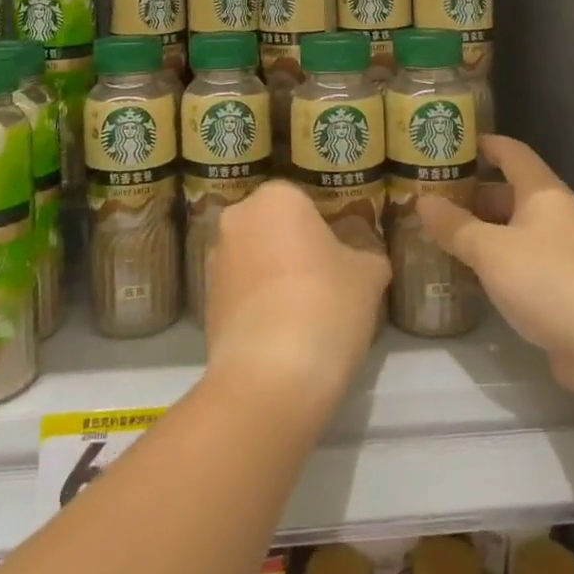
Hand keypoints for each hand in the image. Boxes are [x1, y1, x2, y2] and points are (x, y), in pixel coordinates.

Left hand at [206, 180, 391, 411]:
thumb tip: (363, 259)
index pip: (306, 203)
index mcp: (276, 197)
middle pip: (275, 229)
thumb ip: (367, 255)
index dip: (327, 231)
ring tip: (306, 315)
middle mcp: (237, 218)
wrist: (271, 376)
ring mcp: (215, 261)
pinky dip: (259, 307)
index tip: (343, 259)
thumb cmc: (326, 303)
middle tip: (327, 283)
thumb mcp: (368, 275)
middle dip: (296, 251)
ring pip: (255, 261)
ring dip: (275, 278)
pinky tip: (283, 337)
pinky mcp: (204, 304)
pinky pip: (241, 294)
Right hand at [418, 135, 573, 396]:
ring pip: (515, 234)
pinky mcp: (566, 292)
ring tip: (442, 238)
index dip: (485, 145)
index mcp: (543, 194)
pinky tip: (469, 280)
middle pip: (511, 195)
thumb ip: (456, 227)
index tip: (454, 144)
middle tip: (433, 201)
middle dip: (473, 197)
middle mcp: (556, 217)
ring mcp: (564, 255)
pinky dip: (497, 268)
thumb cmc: (549, 278)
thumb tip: (423, 202)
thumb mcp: (492, 251)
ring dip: (483, 235)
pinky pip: (523, 268)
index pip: (513, 154)